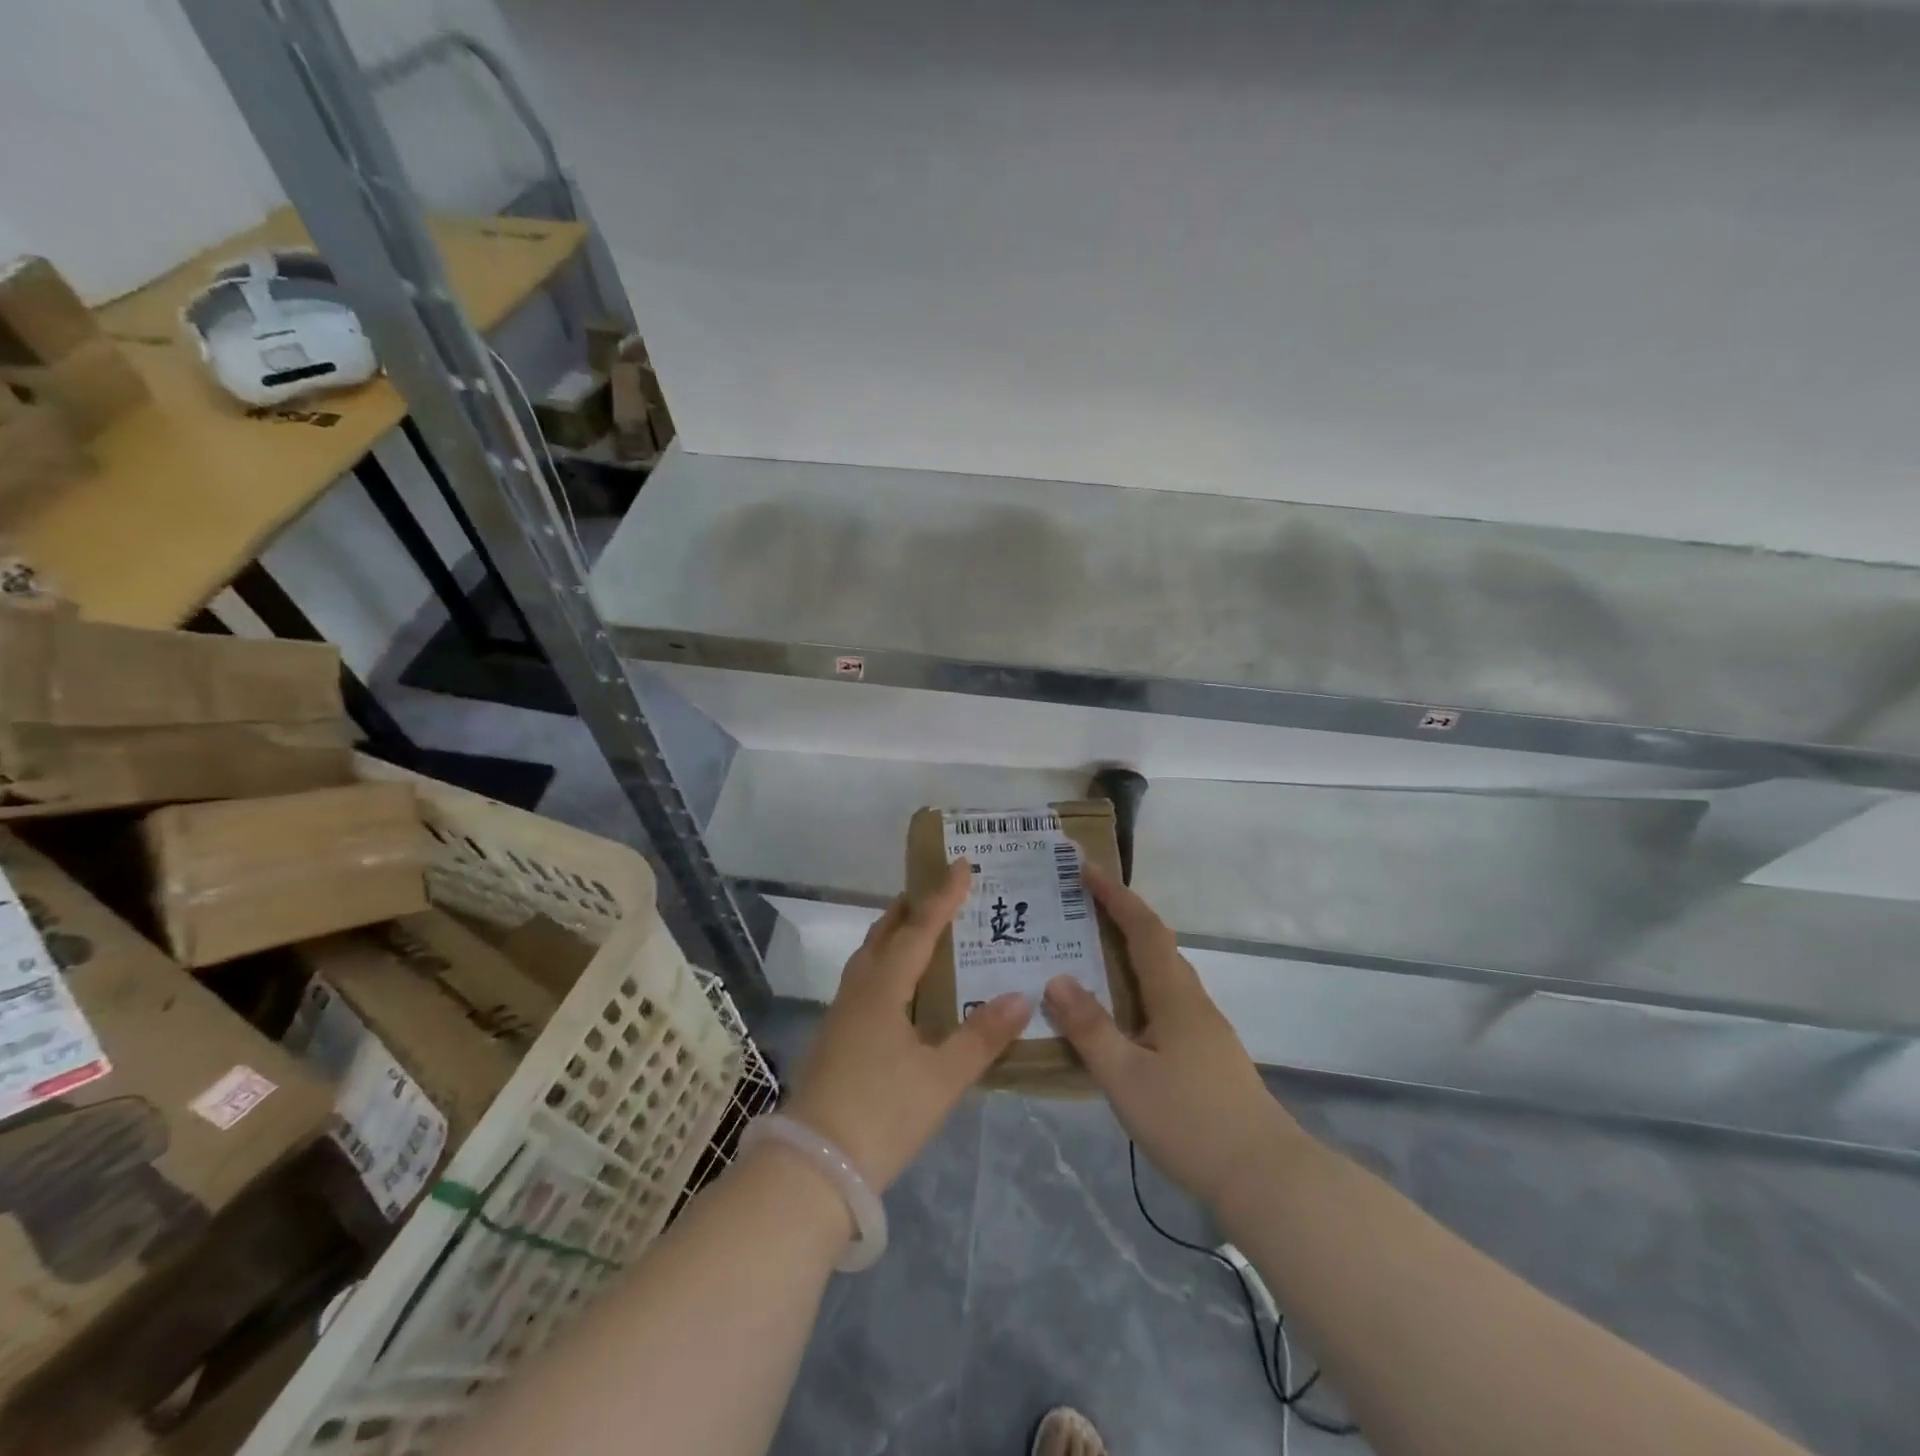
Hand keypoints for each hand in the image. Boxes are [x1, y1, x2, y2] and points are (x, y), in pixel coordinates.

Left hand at [786, 860, 1030, 1191]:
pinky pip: (864, 980)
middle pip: (885, 934)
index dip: (943, 896)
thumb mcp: (942, 1079)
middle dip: (912, 908)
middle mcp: (859, 990)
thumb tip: (1020, 996)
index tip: (961, 864)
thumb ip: (981, 1037)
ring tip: (920, 929)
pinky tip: (900, 987)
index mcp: (885, 988)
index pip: (919, 929)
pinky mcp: (834, 1036)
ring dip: (894, 934)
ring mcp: (841, 1013)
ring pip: (869, 957)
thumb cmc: (882, 1114)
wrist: (812, 1168)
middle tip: (940, 892)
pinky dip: (886, 964)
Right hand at [1042, 863, 1296, 1207]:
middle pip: (1156, 943)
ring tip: (1090, 950)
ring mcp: (1204, 1027)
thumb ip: (1089, 1027)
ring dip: (1129, 949)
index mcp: (1174, 995)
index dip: (1115, 895)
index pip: (1143, 929)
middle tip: (1079, 904)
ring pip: (1162, 971)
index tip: (1086, 868)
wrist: (1267, 1177)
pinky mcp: (1207, 1052)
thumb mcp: (1125, 1077)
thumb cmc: (1191, 1121)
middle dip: (1120, 915)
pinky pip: (1165, 997)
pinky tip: (1120, 1009)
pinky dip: (1138, 982)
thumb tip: (1055, 978)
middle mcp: (1192, 1000)